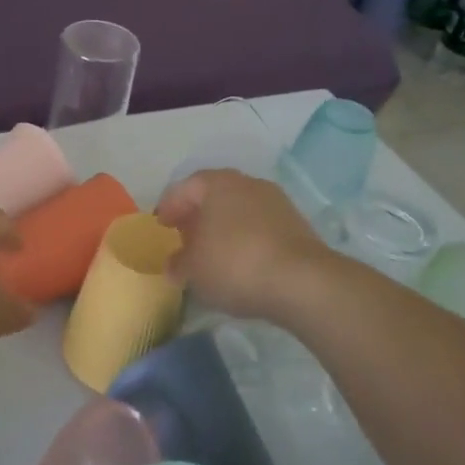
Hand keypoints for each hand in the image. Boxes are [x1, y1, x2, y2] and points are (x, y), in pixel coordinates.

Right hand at [155, 170, 331, 320]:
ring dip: (224, 227)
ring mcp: (275, 202)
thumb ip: (178, 264)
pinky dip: (246, 239)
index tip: (161, 227)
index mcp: (216, 183)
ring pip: (239, 209)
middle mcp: (246, 183)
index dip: (169, 207)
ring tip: (213, 253)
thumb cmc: (235, 265)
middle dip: (197, 215)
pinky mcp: (296, 224)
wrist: (303, 282)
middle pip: (213, 195)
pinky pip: (260, 226)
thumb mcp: (194, 270)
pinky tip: (242, 262)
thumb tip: (174, 264)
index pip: (184, 188)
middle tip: (185, 237)